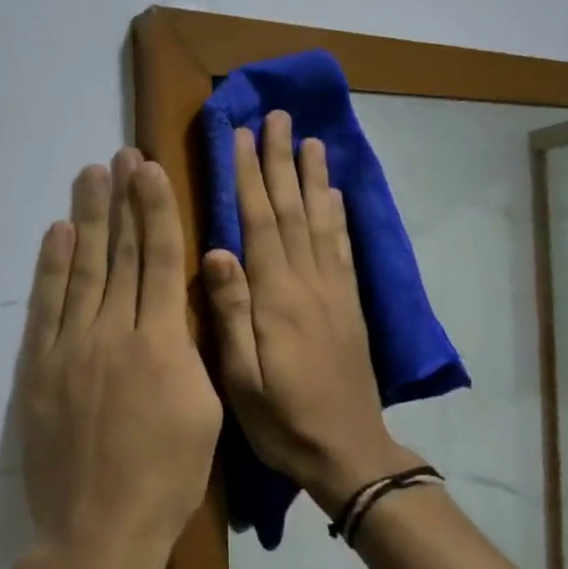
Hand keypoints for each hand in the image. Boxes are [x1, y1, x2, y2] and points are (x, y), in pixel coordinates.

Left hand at [15, 149, 222, 568]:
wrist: (100, 528)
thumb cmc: (169, 475)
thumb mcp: (205, 409)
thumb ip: (191, 349)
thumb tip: (179, 302)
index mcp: (162, 342)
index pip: (159, 259)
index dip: (156, 209)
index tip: (151, 170)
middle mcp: (114, 331)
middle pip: (120, 253)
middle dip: (122, 200)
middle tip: (120, 157)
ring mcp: (71, 347)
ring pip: (82, 269)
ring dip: (87, 218)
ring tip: (89, 175)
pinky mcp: (39, 367)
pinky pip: (46, 305)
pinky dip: (52, 266)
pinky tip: (58, 233)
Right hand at [201, 111, 417, 510]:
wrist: (348, 451)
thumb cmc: (283, 420)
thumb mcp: (241, 379)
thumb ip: (231, 312)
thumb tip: (217, 250)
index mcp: (277, 297)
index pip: (259, 223)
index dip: (248, 177)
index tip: (241, 136)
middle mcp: (309, 282)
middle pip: (293, 209)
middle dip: (281, 161)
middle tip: (277, 117)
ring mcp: (334, 291)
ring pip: (322, 220)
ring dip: (314, 177)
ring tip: (310, 140)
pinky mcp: (350, 304)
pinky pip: (344, 248)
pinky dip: (339, 215)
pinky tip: (335, 194)